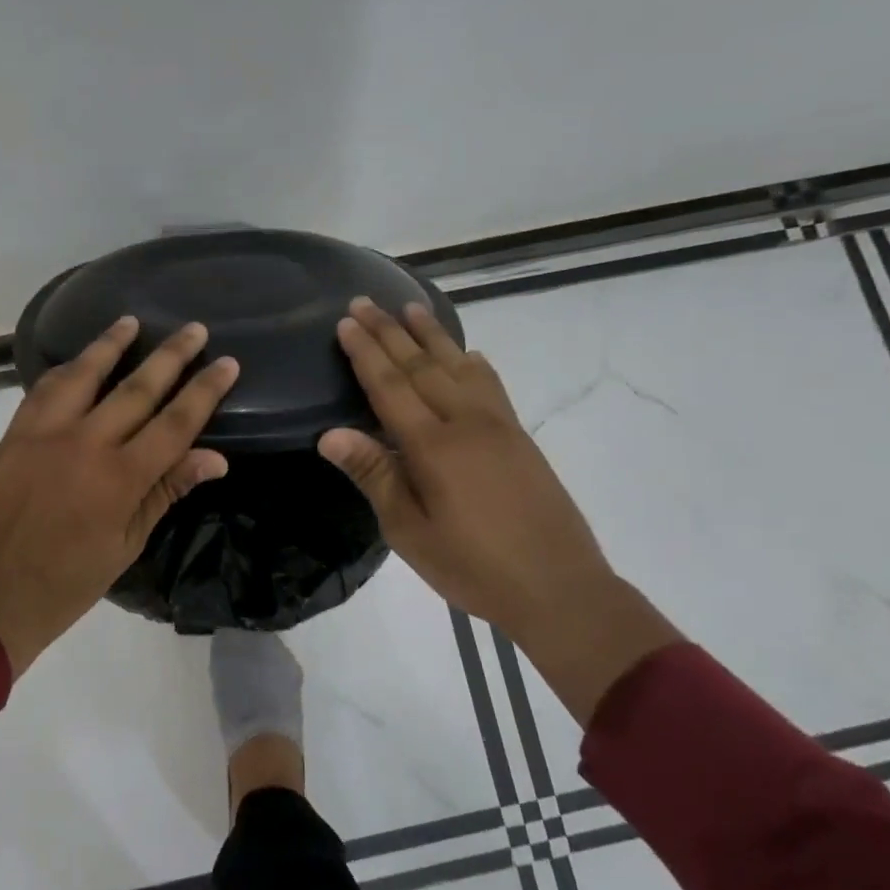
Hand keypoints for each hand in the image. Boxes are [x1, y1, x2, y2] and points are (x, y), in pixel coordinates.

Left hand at [0, 317, 238, 675]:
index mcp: (120, 479)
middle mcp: (85, 444)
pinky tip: (77, 361)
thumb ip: (165, 493)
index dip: (204, 391)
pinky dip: (65, 370)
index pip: (175, 423)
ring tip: (132, 320)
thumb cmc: (66, 584)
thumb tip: (214, 458)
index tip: (226, 362)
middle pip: (137, 389)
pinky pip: (42, 390)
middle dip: (171, 356)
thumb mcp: (126, 546)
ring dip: (110, 345)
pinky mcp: (13, 435)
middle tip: (194, 329)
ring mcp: (44, 434)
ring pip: (84, 376)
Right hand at [319, 299, 677, 718]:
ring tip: (410, 307)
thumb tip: (330, 434)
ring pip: (458, 366)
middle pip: (421, 366)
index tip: (346, 321)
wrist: (559, 588)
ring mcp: (498, 426)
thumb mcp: (409, 531)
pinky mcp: (519, 437)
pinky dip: (473, 363)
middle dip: (390, 332)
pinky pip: (491, 385)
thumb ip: (374, 476)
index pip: (390, 386)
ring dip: (431, 335)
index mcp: (433, 446)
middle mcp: (466, 422)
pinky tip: (468, 354)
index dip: (365, 353)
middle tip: (366, 301)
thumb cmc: (472, 566)